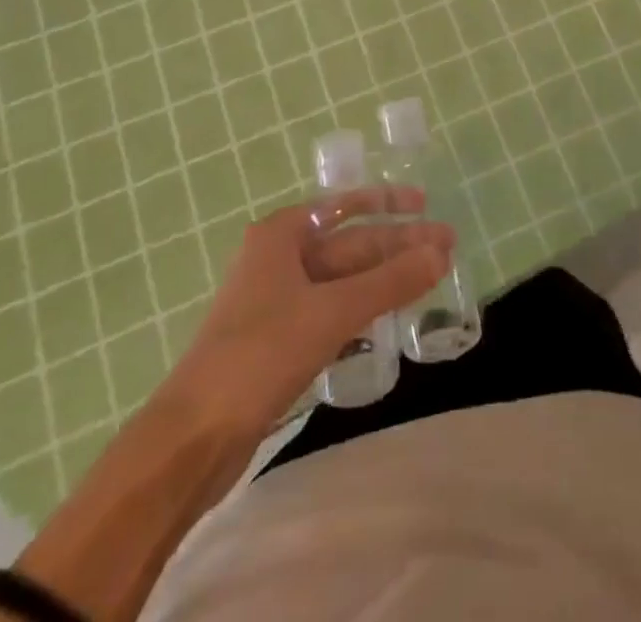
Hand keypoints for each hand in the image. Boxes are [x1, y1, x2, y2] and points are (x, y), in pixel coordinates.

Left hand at [165, 188, 453, 437]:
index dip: (386, 202)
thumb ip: (390, 282)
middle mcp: (279, 259)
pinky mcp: (280, 341)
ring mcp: (278, 301)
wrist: (193, 437)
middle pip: (350, 245)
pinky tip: (390, 317)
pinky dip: (363, 309)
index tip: (424, 203)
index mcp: (281, 235)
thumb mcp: (331, 312)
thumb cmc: (260, 354)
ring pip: (344, 280)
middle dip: (397, 245)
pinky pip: (333, 311)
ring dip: (385, 279)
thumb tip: (440, 253)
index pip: (344, 207)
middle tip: (447, 247)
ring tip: (429, 278)